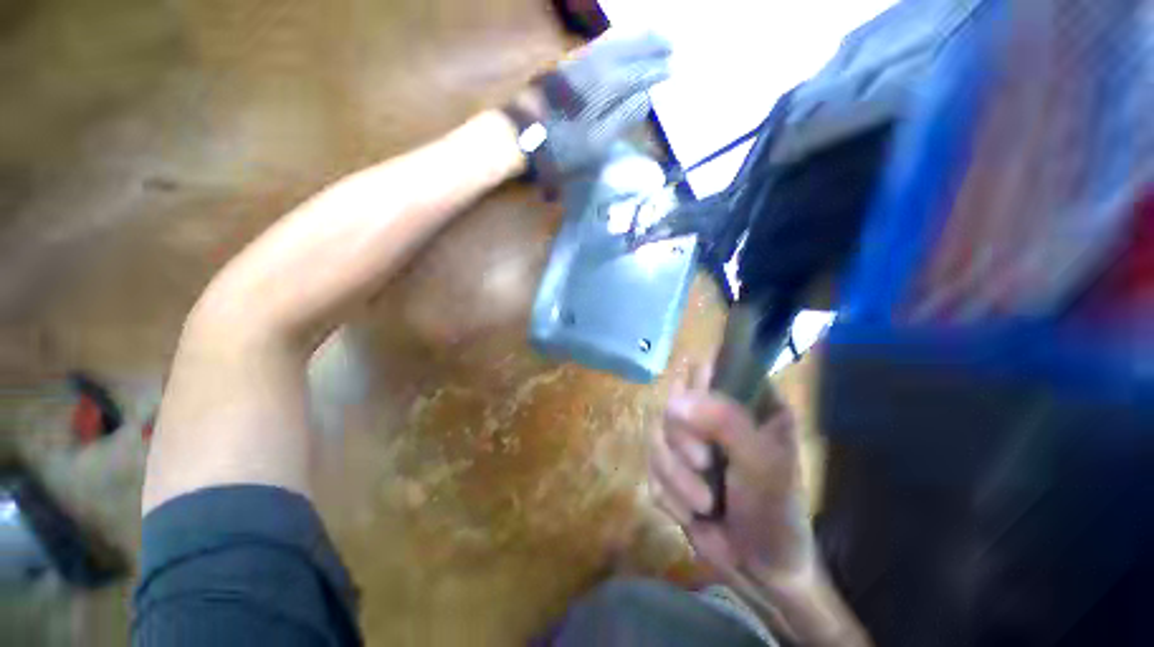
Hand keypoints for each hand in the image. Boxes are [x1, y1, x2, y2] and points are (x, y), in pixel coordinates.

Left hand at [517, 30, 670, 183]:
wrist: (517, 139)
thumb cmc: (558, 150)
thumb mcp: (595, 145)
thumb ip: (621, 120)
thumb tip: (645, 99)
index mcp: (603, 88)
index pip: (637, 73)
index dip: (655, 70)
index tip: (673, 66)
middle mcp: (592, 66)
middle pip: (626, 49)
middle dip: (649, 44)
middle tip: (670, 41)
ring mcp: (575, 63)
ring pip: (610, 42)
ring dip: (633, 37)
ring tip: (652, 33)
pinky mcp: (562, 67)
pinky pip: (593, 46)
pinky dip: (611, 41)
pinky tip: (617, 42)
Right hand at [649, 365, 814, 587]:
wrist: (761, 570)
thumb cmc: (776, 511)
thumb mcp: (763, 464)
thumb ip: (726, 422)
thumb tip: (675, 401)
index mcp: (745, 401)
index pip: (713, 365)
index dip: (699, 383)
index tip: (701, 416)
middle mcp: (714, 413)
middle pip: (673, 401)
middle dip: (681, 439)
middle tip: (703, 464)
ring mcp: (689, 439)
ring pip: (655, 435)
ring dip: (676, 476)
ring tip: (704, 503)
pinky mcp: (671, 466)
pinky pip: (651, 467)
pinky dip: (669, 494)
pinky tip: (691, 512)